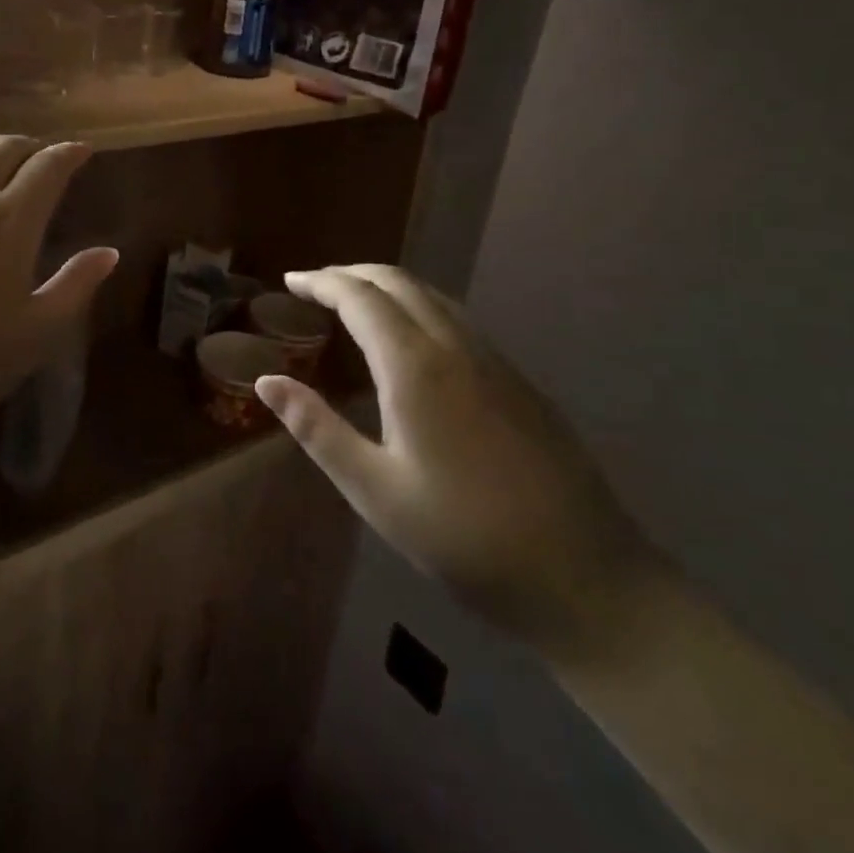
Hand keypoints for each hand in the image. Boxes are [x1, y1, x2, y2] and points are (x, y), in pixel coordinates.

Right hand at [256, 265, 658, 656]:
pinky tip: (409, 339)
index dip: (321, 282)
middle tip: (313, 285)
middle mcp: (456, 347)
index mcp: (416, 367)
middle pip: (398, 282)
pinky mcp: (518, 381)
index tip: (289, 281)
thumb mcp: (374, 490)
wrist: (586, 578)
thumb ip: (316, 428)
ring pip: (432, 296)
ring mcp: (495, 361)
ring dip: (386, 286)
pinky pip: (457, 318)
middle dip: (350, 274)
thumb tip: (266, 381)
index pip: (360, 297)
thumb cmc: (464, 538)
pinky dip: (418, 306)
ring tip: (352, 303)